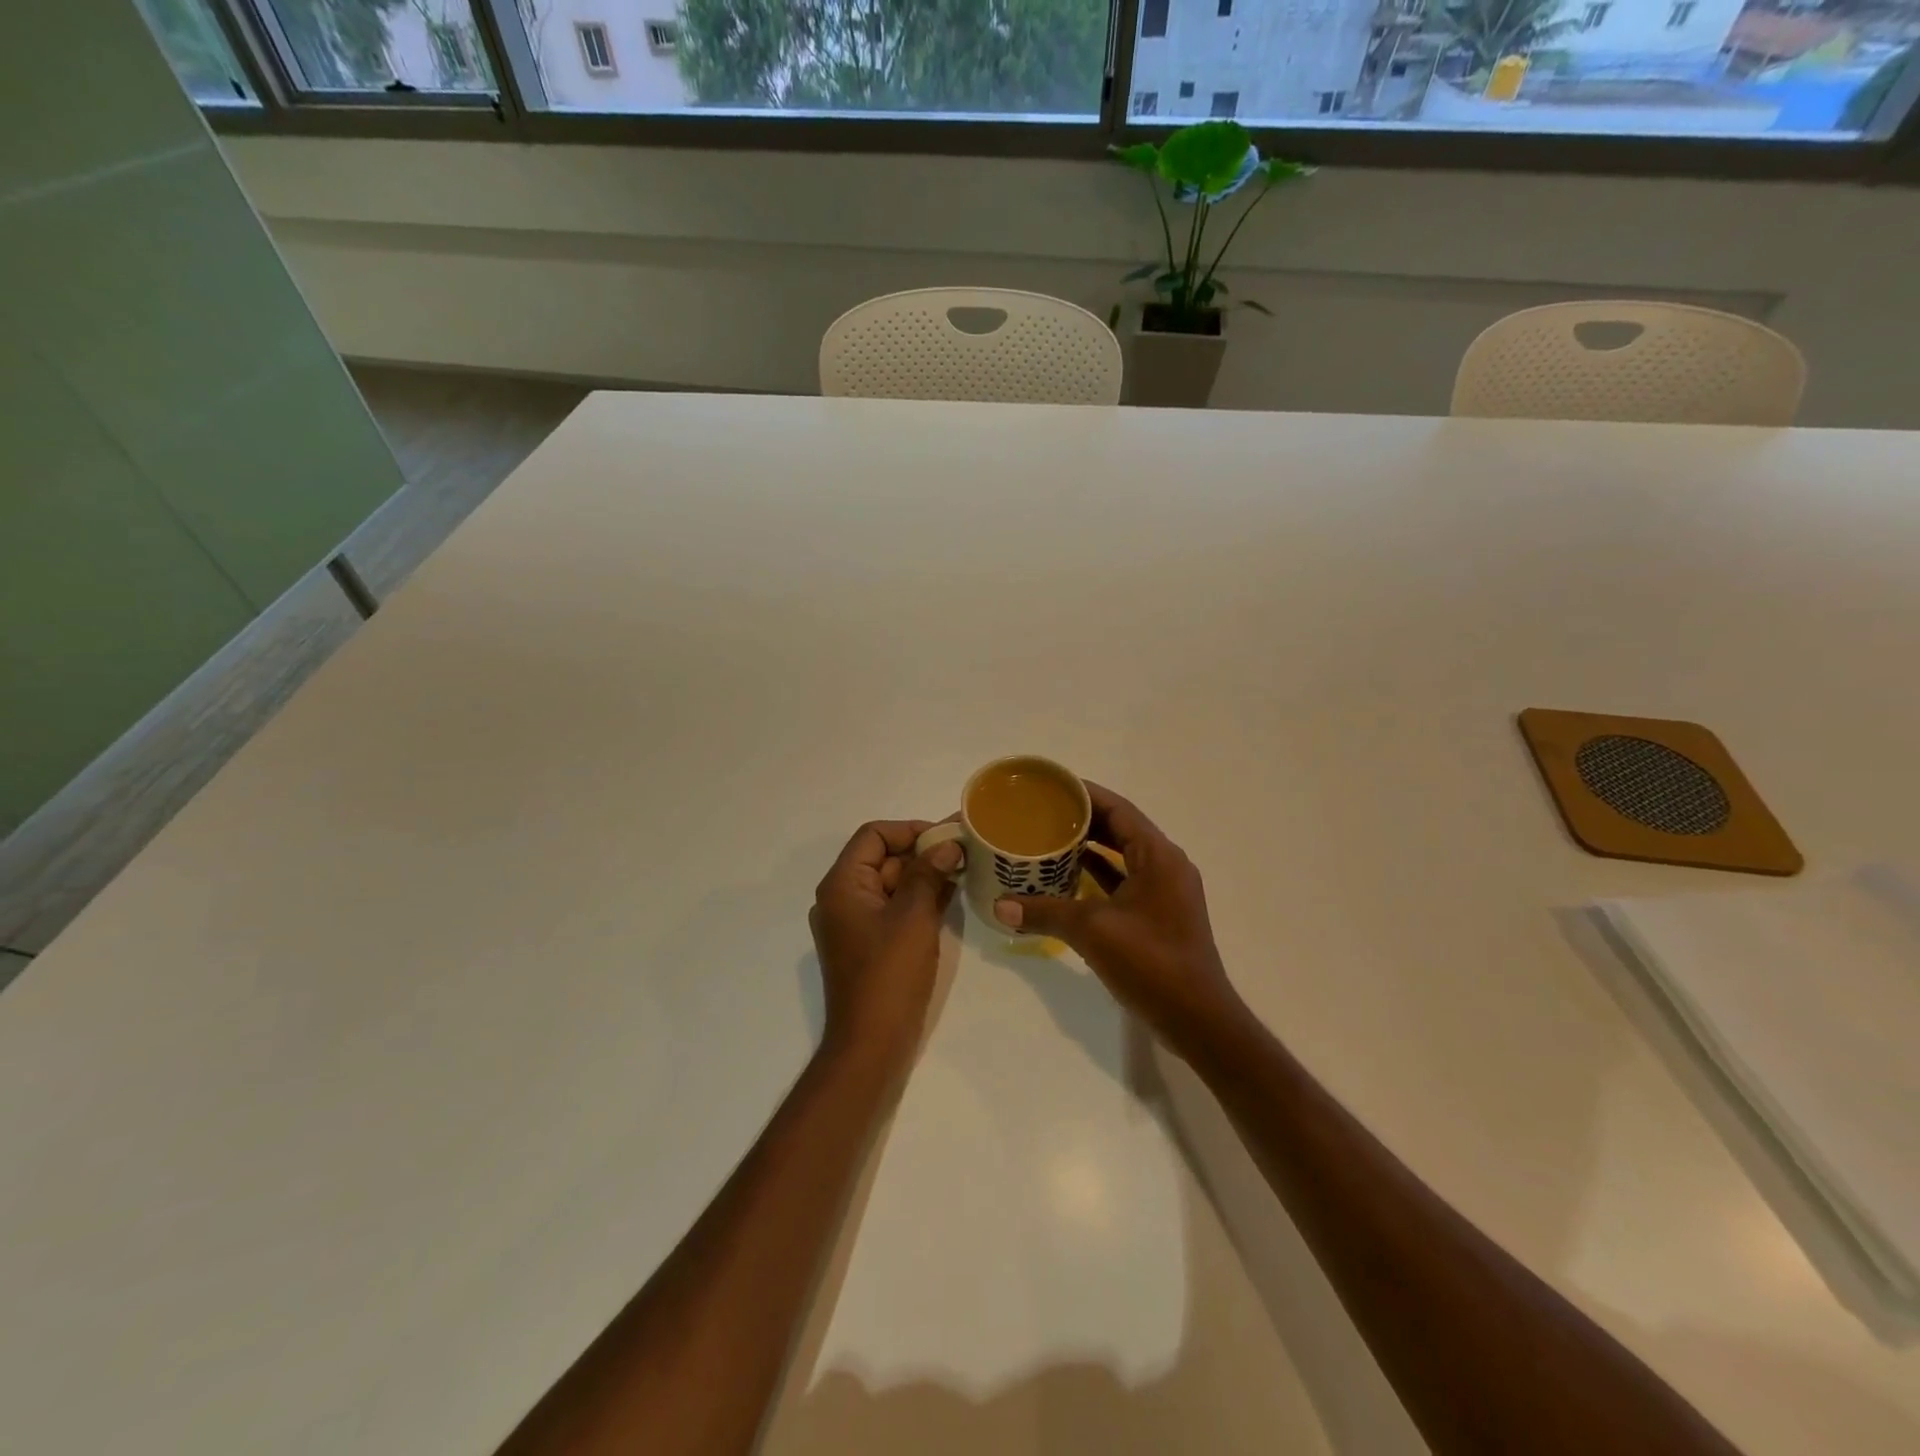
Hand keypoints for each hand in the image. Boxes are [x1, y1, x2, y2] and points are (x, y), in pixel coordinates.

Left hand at [809, 820, 961, 1063]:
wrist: (872, 1043)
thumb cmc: (890, 973)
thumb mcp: (913, 916)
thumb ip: (929, 873)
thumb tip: (947, 845)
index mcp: (842, 884)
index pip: (873, 835)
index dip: (910, 830)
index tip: (947, 837)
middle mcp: (842, 898)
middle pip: (882, 858)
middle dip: (922, 852)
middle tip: (964, 852)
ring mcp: (855, 923)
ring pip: (892, 883)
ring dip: (925, 875)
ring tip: (965, 870)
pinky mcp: (870, 943)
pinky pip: (894, 908)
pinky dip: (919, 899)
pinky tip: (952, 896)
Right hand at [992, 784, 1239, 1048]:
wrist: (1196, 1019)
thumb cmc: (1150, 962)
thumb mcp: (1092, 930)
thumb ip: (1045, 912)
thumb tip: (1000, 907)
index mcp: (1158, 855)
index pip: (1118, 809)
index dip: (1084, 794)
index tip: (1050, 787)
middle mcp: (1165, 864)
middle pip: (1120, 829)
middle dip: (1082, 820)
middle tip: (1041, 813)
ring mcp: (1164, 891)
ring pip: (1122, 856)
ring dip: (1089, 848)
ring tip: (1047, 840)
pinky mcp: (1158, 914)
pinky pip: (1124, 881)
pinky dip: (1098, 876)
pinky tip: (1066, 879)